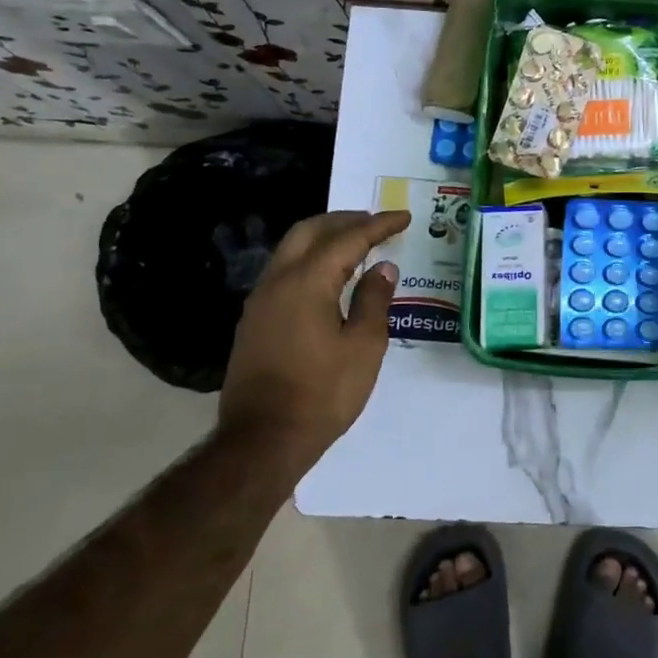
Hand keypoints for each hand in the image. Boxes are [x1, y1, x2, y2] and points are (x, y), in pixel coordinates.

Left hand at [219, 209, 409, 467]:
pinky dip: (310, 261)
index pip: (347, 239)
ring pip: (291, 250)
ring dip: (324, 238)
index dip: (378, 225)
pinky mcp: (254, 322)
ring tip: (355, 245)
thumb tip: (381, 269)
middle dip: (344, 220)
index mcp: (307, 282)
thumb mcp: (363, 347)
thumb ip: (373, 300)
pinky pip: (284, 273)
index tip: (403, 217)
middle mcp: (277, 281)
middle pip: (309, 231)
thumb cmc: (322, 393)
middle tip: (375, 223)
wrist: (263, 440)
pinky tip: (329, 279)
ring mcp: (260, 302)